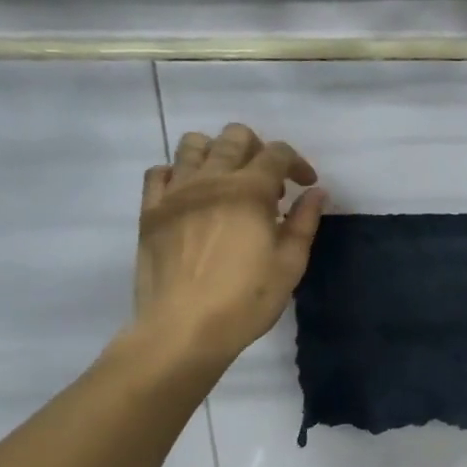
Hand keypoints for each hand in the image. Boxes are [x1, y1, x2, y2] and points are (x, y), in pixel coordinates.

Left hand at [128, 122, 325, 370]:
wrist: (184, 328)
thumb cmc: (246, 300)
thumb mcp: (289, 264)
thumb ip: (304, 222)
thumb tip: (316, 193)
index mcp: (250, 190)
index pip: (278, 153)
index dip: (298, 163)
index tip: (306, 185)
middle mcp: (211, 179)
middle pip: (235, 137)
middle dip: (259, 150)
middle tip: (270, 183)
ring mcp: (175, 192)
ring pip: (193, 144)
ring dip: (217, 153)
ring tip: (228, 181)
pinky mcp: (150, 210)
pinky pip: (160, 172)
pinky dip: (179, 173)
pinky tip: (191, 195)